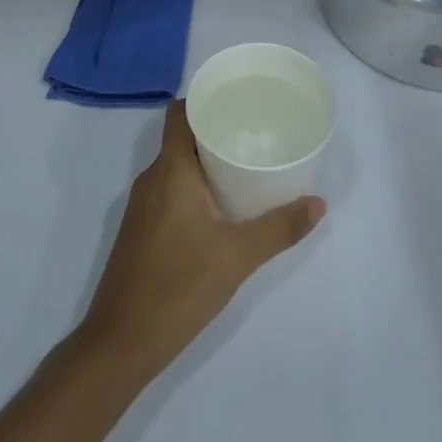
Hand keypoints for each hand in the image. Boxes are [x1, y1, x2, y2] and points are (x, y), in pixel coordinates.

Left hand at [79, 101, 323, 381]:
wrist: (121, 341)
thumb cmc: (179, 286)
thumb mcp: (238, 256)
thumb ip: (279, 228)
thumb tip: (319, 204)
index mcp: (170, 170)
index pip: (179, 113)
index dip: (203, 99)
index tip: (236, 100)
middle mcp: (151, 178)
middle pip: (180, 137)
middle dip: (214, 131)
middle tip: (253, 133)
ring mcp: (141, 205)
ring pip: (174, 166)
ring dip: (204, 162)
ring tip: (243, 165)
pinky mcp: (140, 228)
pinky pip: (168, 189)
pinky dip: (192, 186)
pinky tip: (219, 205)